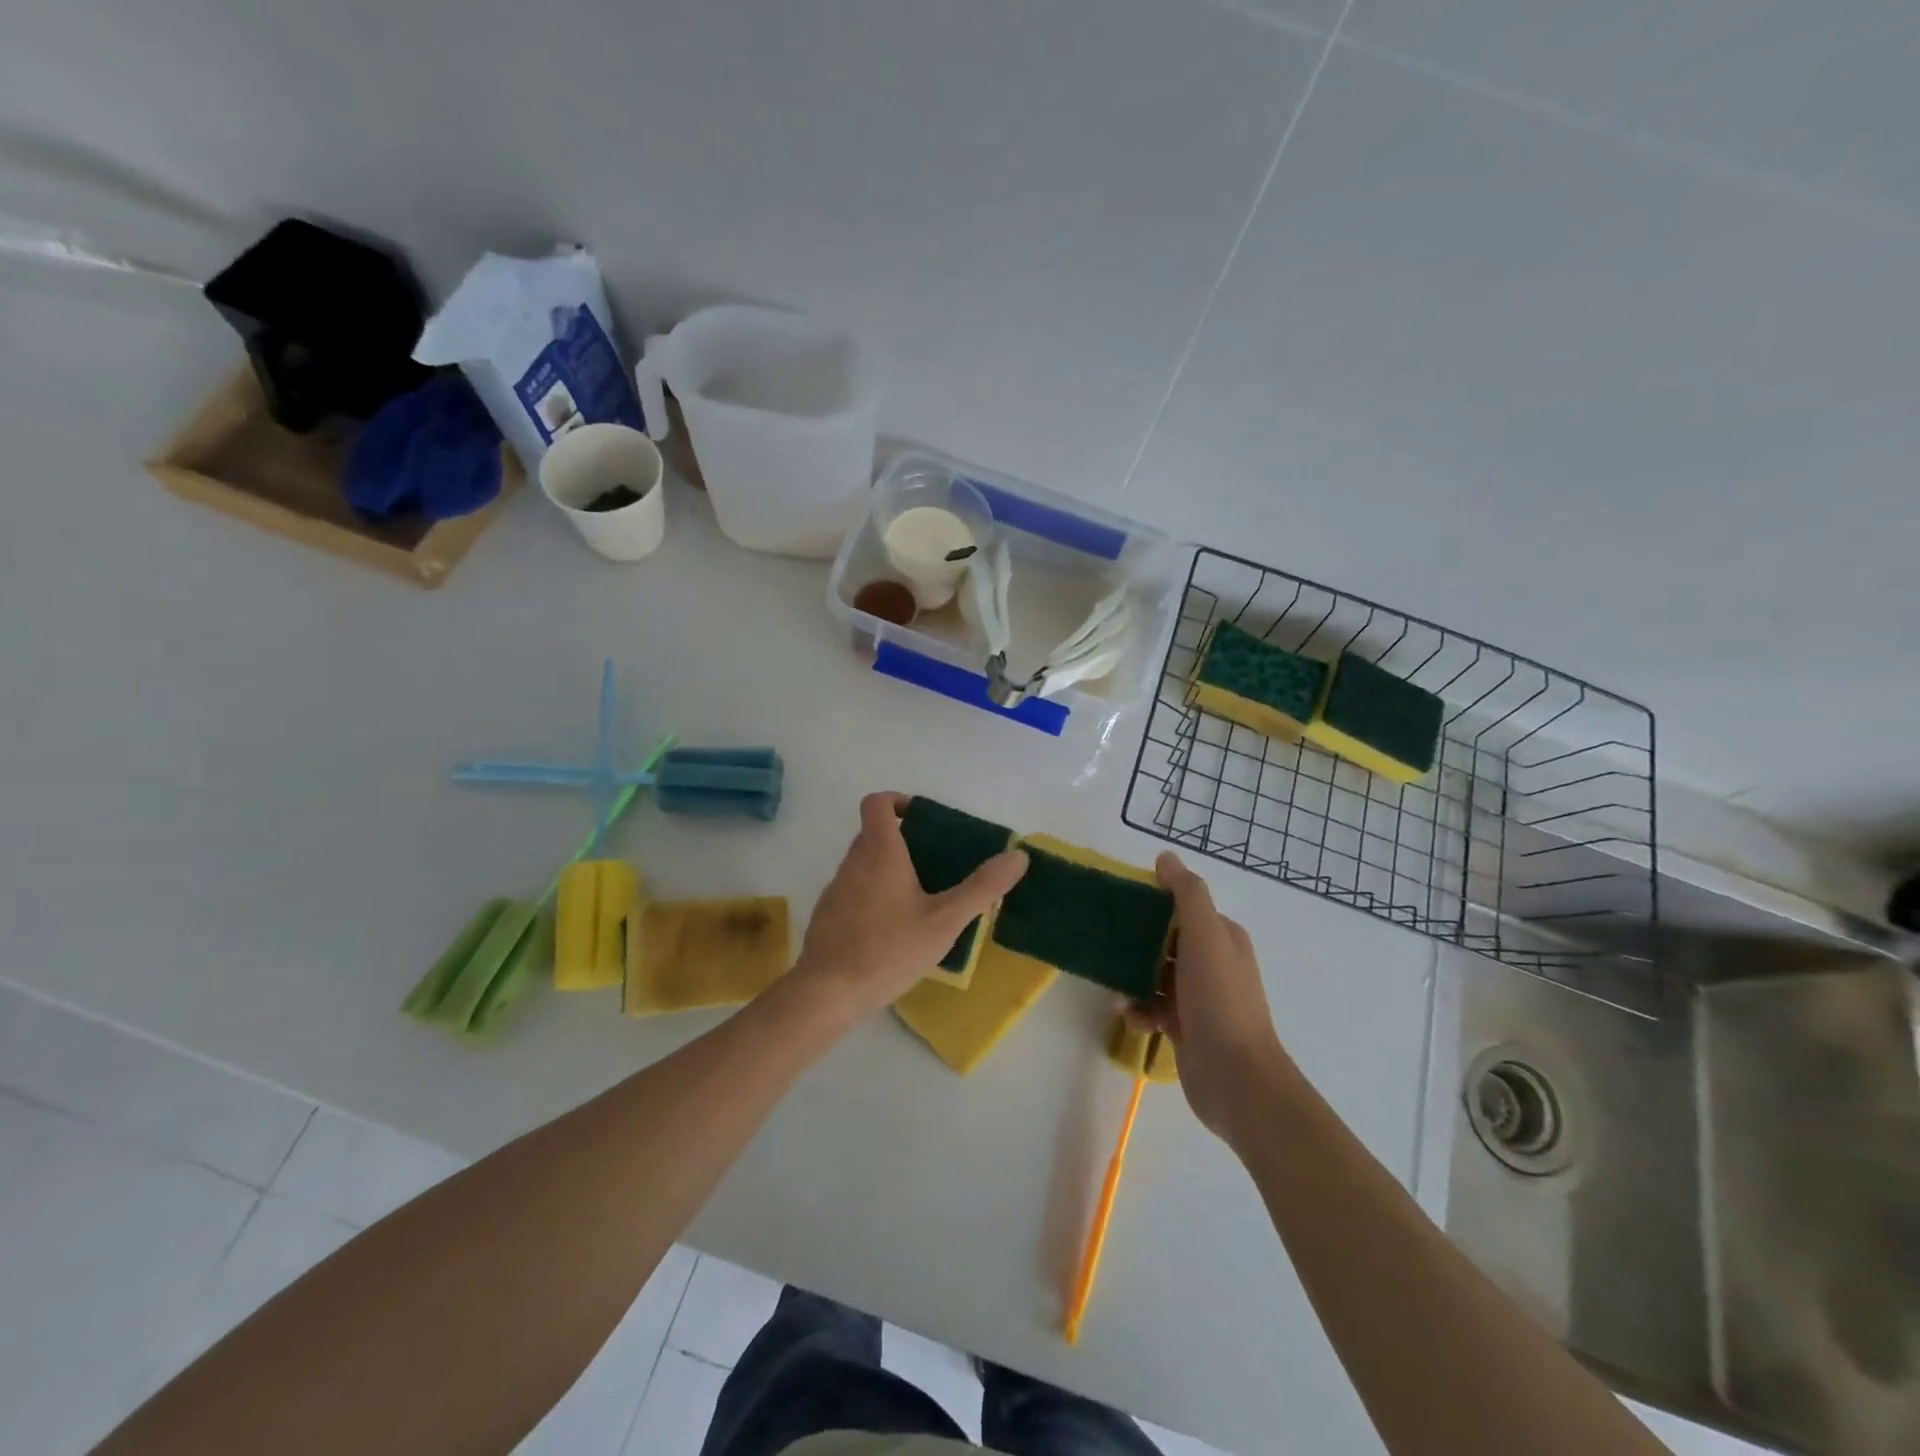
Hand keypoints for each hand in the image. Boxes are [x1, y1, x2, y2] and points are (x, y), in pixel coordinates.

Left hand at [790, 791, 1028, 1025]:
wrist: (827, 993)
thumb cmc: (889, 949)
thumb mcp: (945, 920)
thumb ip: (982, 888)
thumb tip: (1018, 856)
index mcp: (879, 852)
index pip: (876, 803)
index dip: (897, 801)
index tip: (921, 819)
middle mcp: (852, 862)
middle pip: (873, 834)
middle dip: (902, 842)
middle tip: (934, 865)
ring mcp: (835, 890)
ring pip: (863, 865)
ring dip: (888, 871)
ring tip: (920, 901)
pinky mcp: (827, 916)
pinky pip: (853, 893)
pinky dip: (873, 898)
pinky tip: (893, 932)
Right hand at [1130, 852, 1294, 1143]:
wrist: (1236, 1080)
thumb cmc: (1219, 1000)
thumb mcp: (1205, 936)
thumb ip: (1187, 894)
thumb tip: (1165, 857)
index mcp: (1222, 938)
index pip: (1183, 909)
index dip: (1153, 904)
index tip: (1119, 905)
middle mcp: (1213, 963)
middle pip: (1165, 941)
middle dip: (1136, 943)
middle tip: (1106, 944)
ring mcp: (1200, 998)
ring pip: (1155, 975)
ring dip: (1132, 979)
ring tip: (1114, 989)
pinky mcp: (1186, 1028)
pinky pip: (1153, 1008)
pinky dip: (1138, 1010)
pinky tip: (1129, 1018)